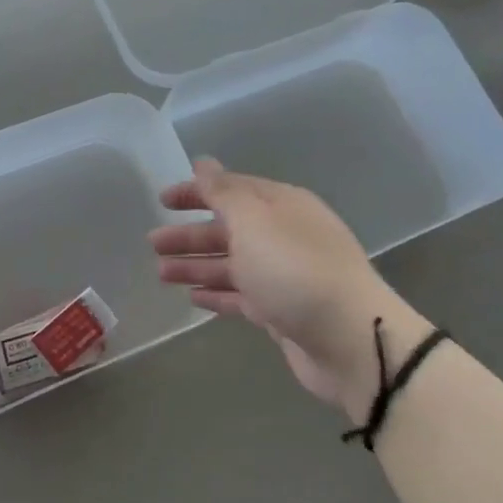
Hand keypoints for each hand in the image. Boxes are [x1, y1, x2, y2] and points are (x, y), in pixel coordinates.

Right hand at [148, 160, 427, 419]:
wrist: (349, 340)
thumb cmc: (296, 269)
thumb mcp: (254, 221)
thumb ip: (224, 193)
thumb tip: (204, 163)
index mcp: (281, 205)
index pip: (231, 189)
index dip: (196, 192)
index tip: (162, 200)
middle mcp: (283, 235)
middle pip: (228, 229)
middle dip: (190, 235)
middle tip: (153, 243)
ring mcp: (284, 275)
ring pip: (232, 264)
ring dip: (196, 266)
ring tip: (160, 273)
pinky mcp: (282, 311)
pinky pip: (242, 295)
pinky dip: (217, 294)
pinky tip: (192, 298)